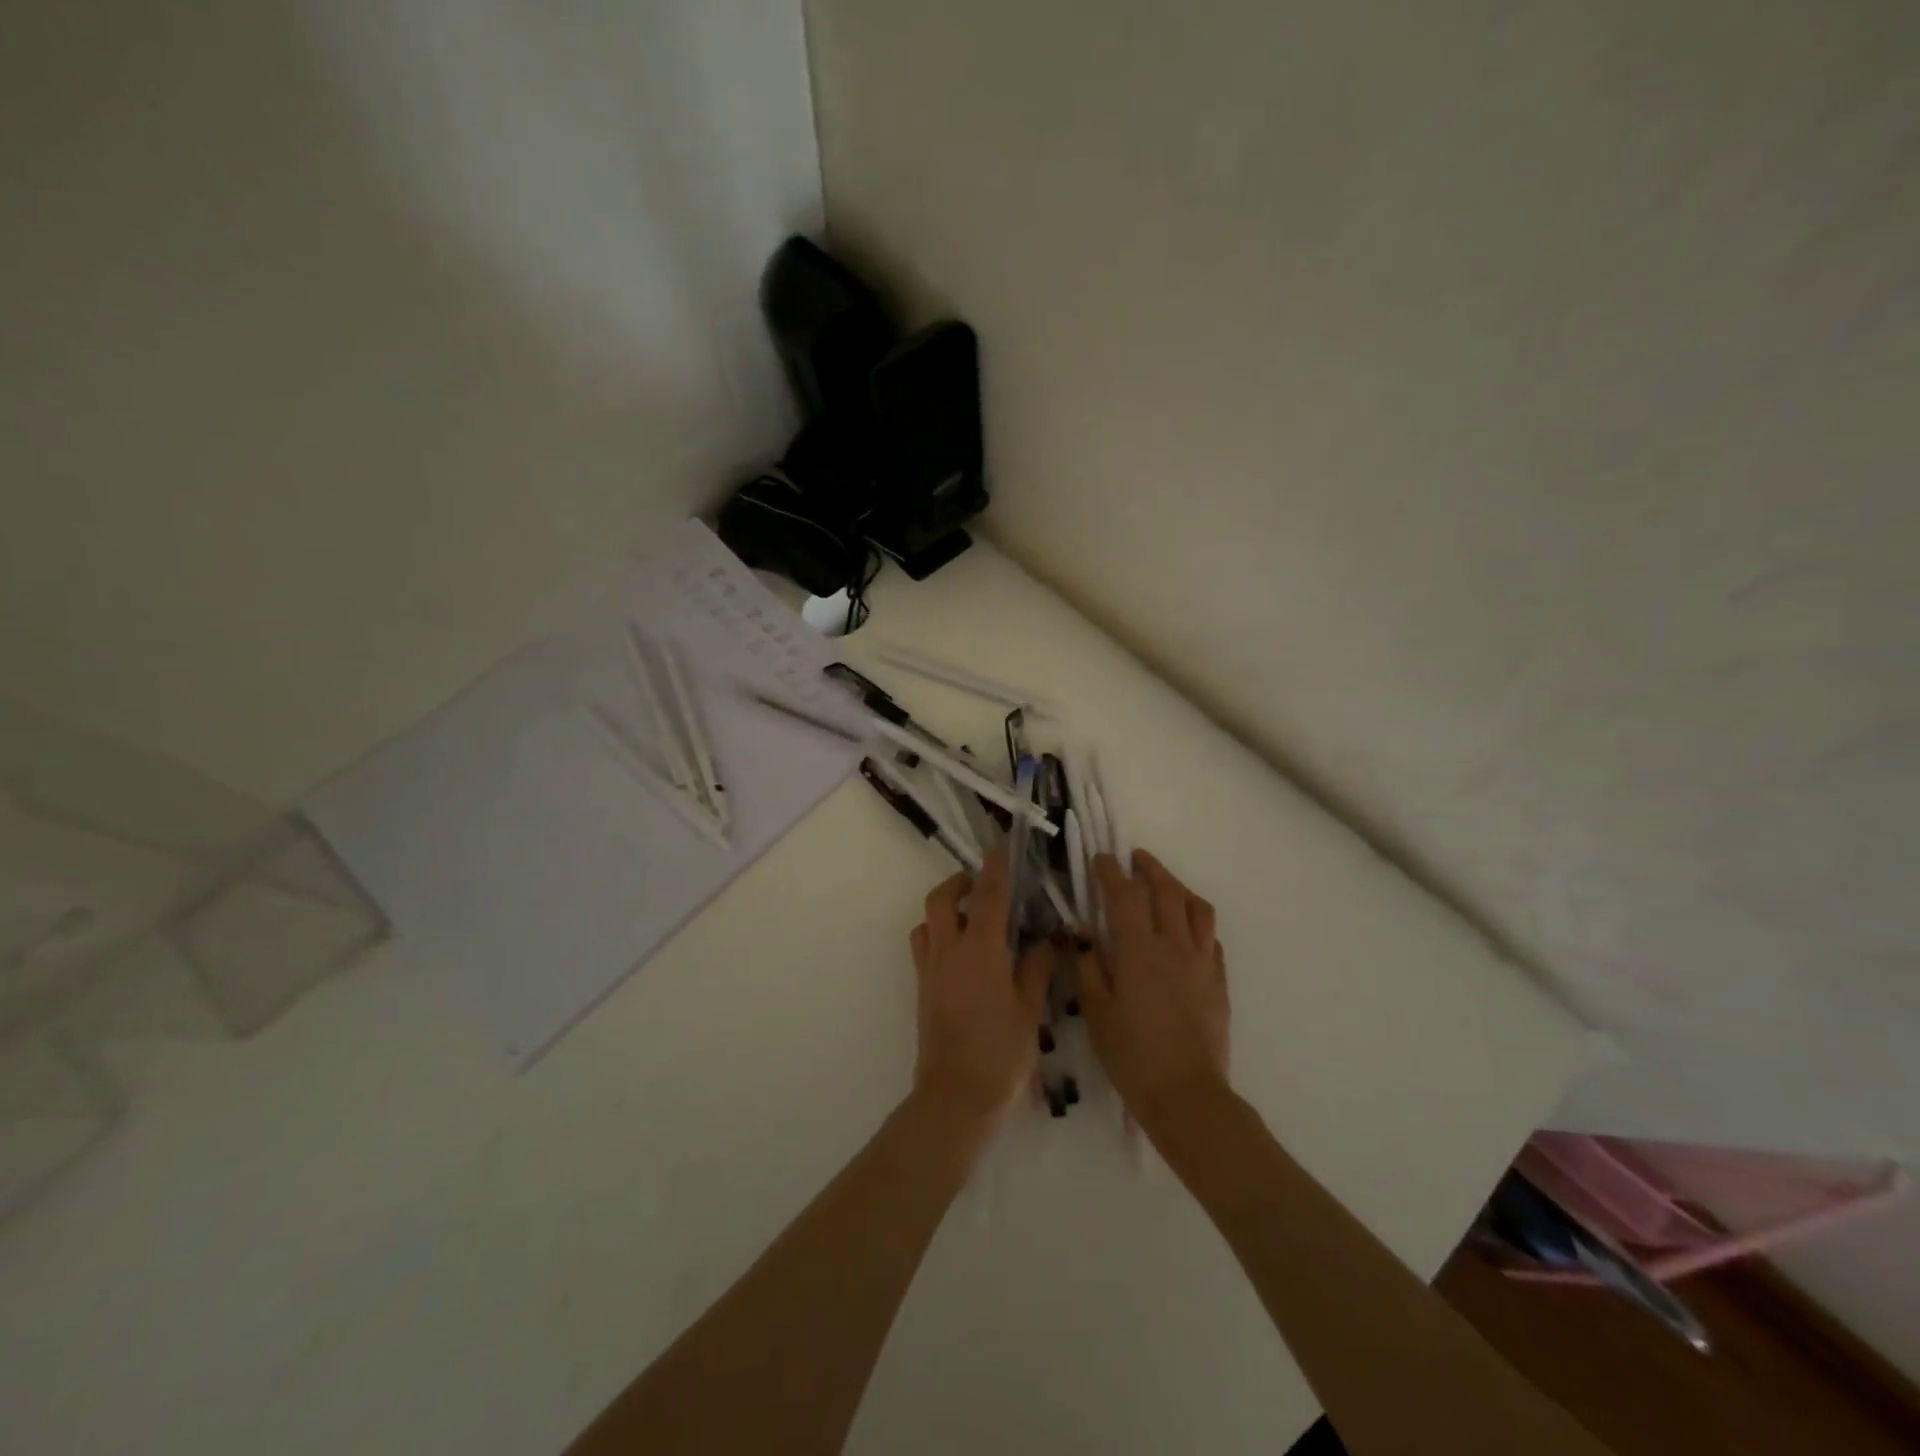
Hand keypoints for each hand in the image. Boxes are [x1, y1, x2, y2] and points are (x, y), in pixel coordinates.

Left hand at [909, 849, 1051, 1125]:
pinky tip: (960, 952)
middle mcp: (949, 951)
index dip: (996, 868)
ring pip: (927, 921)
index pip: (989, 896)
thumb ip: (1037, 968)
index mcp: (981, 951)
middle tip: (981, 882)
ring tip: (970, 916)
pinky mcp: (922, 989)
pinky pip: (923, 947)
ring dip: (945, 908)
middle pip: (942, 899)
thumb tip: (1047, 940)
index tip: (1000, 848)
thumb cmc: (1001, 1053)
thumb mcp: (1030, 1009)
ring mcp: (931, 970)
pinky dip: (936, 934)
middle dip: (959, 882)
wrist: (955, 1095)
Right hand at [1076, 849, 1229, 1133]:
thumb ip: (1089, 969)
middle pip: (1167, 891)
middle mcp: (1174, 946)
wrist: (1186, 1095)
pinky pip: (1211, 938)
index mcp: (1139, 950)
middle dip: (1149, 868)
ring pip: (1197, 908)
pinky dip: (1196, 921)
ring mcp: (1202, 962)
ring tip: (1165, 884)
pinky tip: (1186, 929)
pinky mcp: (1219, 981)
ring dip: (1179, 887)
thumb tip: (1083, 939)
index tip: (1100, 859)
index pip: (1124, 896)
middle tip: (1134, 858)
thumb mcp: (1096, 1013)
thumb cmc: (1132, 1055)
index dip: (1110, 872)